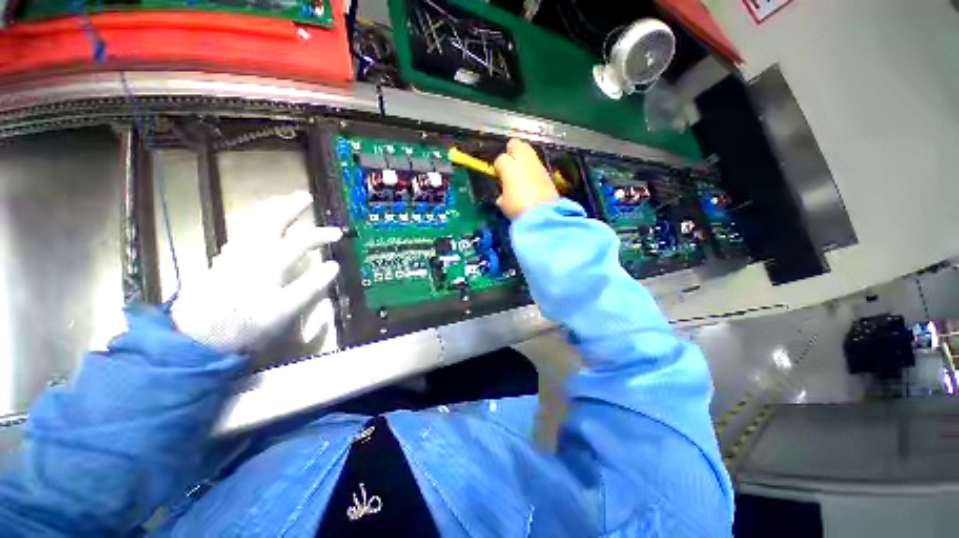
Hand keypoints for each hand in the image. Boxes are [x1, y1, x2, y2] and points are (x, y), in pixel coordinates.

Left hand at [171, 191, 341, 352]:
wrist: (197, 339)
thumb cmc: (246, 325)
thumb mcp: (285, 310)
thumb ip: (310, 286)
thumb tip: (333, 266)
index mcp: (269, 263)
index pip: (300, 241)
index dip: (321, 235)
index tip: (339, 234)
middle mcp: (250, 253)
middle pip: (270, 222)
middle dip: (289, 207)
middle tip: (304, 196)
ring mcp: (233, 256)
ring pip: (252, 224)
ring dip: (269, 210)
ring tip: (281, 201)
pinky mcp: (222, 263)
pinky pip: (241, 233)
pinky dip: (253, 223)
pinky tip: (256, 226)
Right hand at [493, 139, 558, 218]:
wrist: (543, 214)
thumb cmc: (518, 208)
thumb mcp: (503, 203)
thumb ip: (503, 193)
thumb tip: (504, 194)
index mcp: (508, 167)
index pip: (500, 159)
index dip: (498, 167)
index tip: (498, 176)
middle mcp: (523, 160)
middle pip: (515, 144)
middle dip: (511, 151)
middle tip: (509, 164)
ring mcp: (537, 164)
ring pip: (528, 151)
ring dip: (523, 158)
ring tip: (520, 171)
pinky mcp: (547, 172)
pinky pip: (536, 164)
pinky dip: (532, 168)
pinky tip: (531, 179)